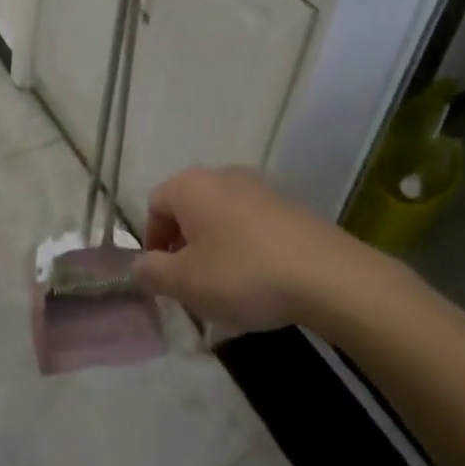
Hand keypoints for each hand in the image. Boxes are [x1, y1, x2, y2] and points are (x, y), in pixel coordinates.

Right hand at [132, 166, 347, 335]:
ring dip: (215, 250)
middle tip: (193, 287)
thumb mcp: (185, 282)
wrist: (326, 274)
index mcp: (190, 185)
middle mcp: (222, 175)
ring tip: (228, 290)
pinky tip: (260, 283)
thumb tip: (139, 265)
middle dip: (185, 248)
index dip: (152, 243)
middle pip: (188, 210)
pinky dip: (246, 250)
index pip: (154, 205)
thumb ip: (152, 272)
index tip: (166, 278)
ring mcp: (259, 187)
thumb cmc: (243, 273)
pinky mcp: (288, 206)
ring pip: (221, 219)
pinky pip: (252, 226)